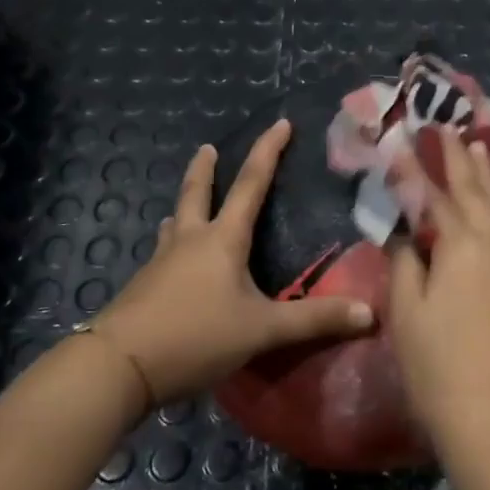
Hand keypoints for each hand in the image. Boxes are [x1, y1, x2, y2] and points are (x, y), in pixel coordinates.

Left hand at [90, 119, 373, 404]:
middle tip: (206, 148)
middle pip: (196, 193)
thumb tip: (371, 314)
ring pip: (174, 224)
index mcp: (222, 240)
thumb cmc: (196, 336)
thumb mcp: (263, 330)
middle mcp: (189, 241)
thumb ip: (315, 320)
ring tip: (186, 208)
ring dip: (184, 209)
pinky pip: (163, 255)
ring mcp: (160, 263)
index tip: (280, 123)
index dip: (268, 152)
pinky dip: (173, 246)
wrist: (118, 366)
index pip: (251, 185)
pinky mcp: (143, 288)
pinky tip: (173, 264)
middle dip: (205, 169)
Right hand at [388, 128, 489, 464]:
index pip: (436, 195)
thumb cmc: (442, 372)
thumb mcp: (407, 315)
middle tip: (450, 131)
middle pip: (479, 192)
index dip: (418, 169)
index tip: (404, 142)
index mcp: (465, 244)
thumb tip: (408, 234)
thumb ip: (405, 263)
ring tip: (480, 152)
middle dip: (460, 161)